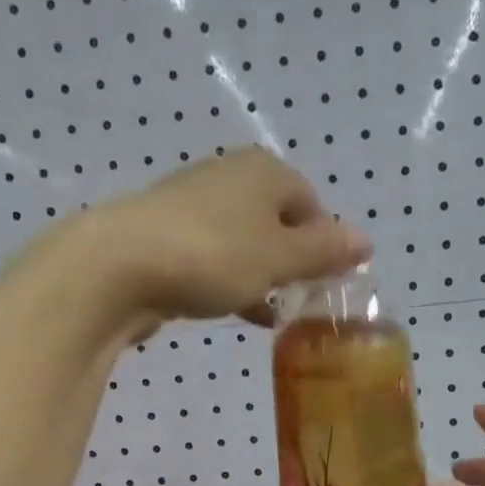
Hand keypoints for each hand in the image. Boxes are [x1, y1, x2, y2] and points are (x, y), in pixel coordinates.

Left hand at [64, 147, 370, 332]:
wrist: (118, 267)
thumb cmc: (213, 256)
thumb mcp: (280, 258)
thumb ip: (323, 252)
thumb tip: (366, 240)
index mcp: (264, 172)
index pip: (312, 203)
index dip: (326, 243)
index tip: (330, 283)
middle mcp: (230, 179)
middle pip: (278, 221)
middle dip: (294, 261)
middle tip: (304, 300)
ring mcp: (195, 208)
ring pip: (246, 243)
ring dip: (264, 276)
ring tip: (278, 312)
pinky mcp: (168, 240)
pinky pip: (216, 260)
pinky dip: (233, 284)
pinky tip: (242, 313)